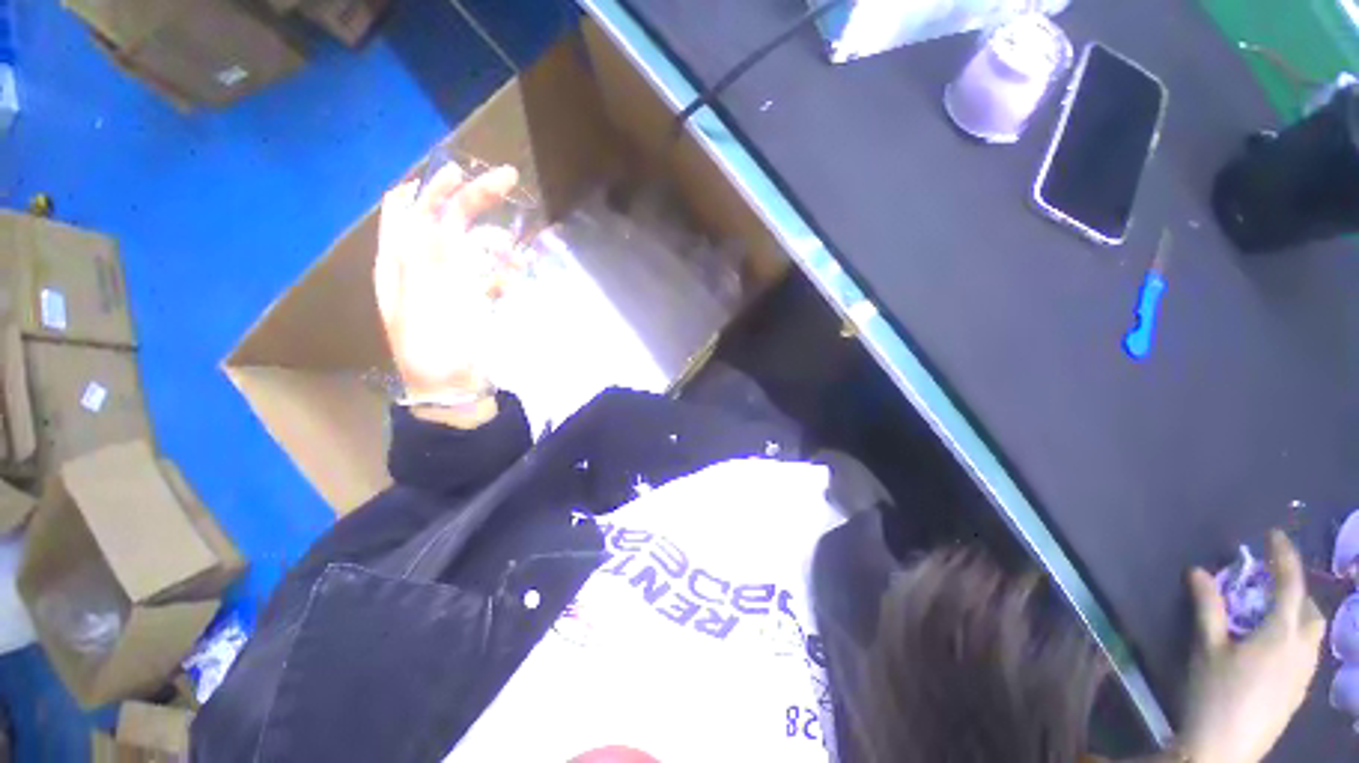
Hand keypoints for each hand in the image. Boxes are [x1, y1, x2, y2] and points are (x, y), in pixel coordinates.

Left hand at [374, 163, 518, 422]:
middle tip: (508, 181)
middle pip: (443, 219)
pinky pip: (488, 272)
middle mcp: (421, 265)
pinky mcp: (472, 300)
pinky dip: (503, 268)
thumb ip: (426, 248)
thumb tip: (432, 202)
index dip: (441, 185)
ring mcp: (449, 283)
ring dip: (493, 238)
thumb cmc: (435, 345)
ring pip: (471, 244)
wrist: (451, 389)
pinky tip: (517, 273)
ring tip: (514, 249)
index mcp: (400, 260)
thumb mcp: (422, 295)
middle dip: (473, 198)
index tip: (474, 173)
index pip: (415, 206)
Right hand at [1179, 530, 1324, 762]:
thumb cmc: (1214, 692)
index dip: (1283, 556)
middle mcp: (1302, 649)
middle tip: (1273, 584)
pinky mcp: (1298, 692)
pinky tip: (1276, 650)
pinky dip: (1297, 639)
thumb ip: (1207, 608)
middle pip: (1312, 611)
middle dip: (1298, 591)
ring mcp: (1304, 674)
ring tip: (1274, 614)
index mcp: (1281, 633)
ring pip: (1314, 635)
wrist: (1225, 747)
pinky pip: (1308, 654)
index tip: (1274, 535)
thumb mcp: (1207, 648)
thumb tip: (1199, 571)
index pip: (1290, 584)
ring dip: (1300, 616)